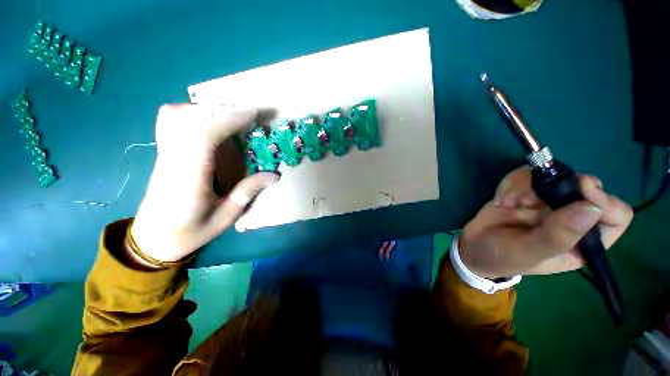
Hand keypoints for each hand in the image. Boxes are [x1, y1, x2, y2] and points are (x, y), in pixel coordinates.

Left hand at [130, 104, 279, 265]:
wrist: (151, 239)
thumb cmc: (189, 232)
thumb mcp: (225, 218)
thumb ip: (248, 192)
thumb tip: (274, 174)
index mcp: (188, 178)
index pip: (203, 134)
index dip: (229, 118)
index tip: (253, 113)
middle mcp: (173, 159)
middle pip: (189, 118)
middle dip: (224, 110)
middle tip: (251, 114)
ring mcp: (164, 153)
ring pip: (177, 115)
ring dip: (209, 109)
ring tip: (235, 116)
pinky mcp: (164, 152)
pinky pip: (171, 121)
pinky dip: (192, 112)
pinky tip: (209, 120)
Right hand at [459, 166, 632, 278]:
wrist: (474, 246)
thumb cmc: (503, 257)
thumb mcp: (529, 253)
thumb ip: (558, 236)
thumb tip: (591, 208)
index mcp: (583, 240)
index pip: (615, 214)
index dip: (603, 199)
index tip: (580, 188)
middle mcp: (572, 216)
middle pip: (583, 186)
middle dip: (553, 188)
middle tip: (526, 200)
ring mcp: (549, 201)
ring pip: (551, 175)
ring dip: (524, 186)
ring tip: (506, 203)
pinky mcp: (527, 191)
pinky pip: (526, 174)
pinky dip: (510, 183)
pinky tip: (501, 200)